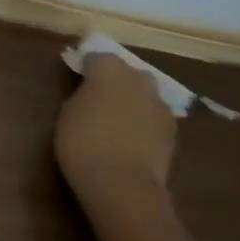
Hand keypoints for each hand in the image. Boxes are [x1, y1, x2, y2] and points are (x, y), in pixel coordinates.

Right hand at [54, 54, 177, 220]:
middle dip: (116, 80)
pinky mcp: (173, 130)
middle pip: (127, 72)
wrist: (122, 183)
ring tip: (118, 120)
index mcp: (108, 70)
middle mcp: (138, 79)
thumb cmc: (82, 144)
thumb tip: (89, 95)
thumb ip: (81, 97)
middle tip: (99, 98)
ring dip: (133, 101)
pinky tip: (133, 139)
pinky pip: (154, 117)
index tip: (79, 78)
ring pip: (145, 94)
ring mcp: (159, 104)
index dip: (88, 66)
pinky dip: (145, 122)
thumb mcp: (67, 115)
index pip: (98, 57)